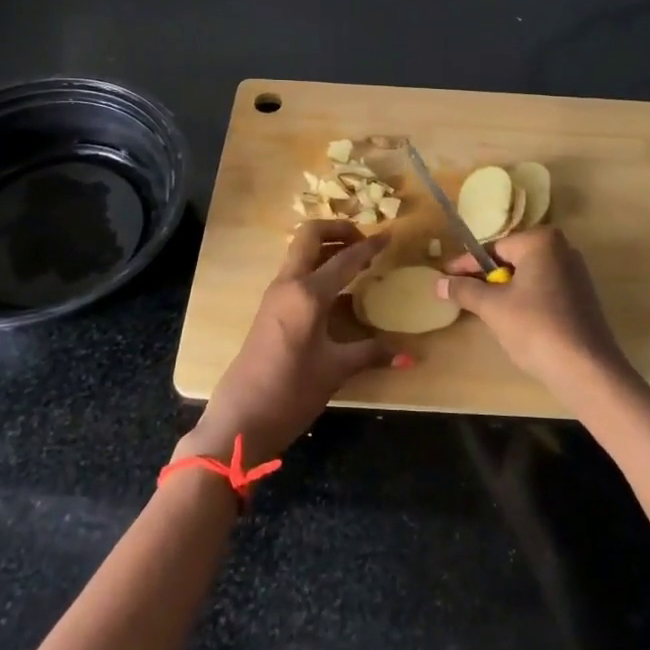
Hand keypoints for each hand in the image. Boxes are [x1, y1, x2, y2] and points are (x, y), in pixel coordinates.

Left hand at [179, 221, 395, 464]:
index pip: (345, 258)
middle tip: (365, 243)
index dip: (370, 246)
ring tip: (355, 262)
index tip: (390, 235)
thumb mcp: (336, 370)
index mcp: (308, 294)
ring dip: (327, 247)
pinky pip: (295, 271)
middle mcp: (289, 283)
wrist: (241, 419)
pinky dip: (316, 266)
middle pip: (311, 235)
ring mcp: (275, 294)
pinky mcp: (269, 307)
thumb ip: (371, 354)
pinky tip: (336, 289)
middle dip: (339, 230)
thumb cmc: (291, 392)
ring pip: (301, 252)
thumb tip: (409, 355)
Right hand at [435, 227, 629, 392]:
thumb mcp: (492, 307)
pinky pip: (544, 289)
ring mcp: (576, 273)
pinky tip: (514, 321)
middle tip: (462, 295)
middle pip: (511, 260)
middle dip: (486, 278)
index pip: (493, 248)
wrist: (586, 369)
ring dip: (505, 290)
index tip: (444, 277)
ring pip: (527, 276)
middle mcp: (562, 248)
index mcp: (541, 241)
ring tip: (484, 310)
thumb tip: (438, 282)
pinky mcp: (582, 296)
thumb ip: (464, 290)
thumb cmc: (535, 328)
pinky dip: (525, 300)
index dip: (466, 265)